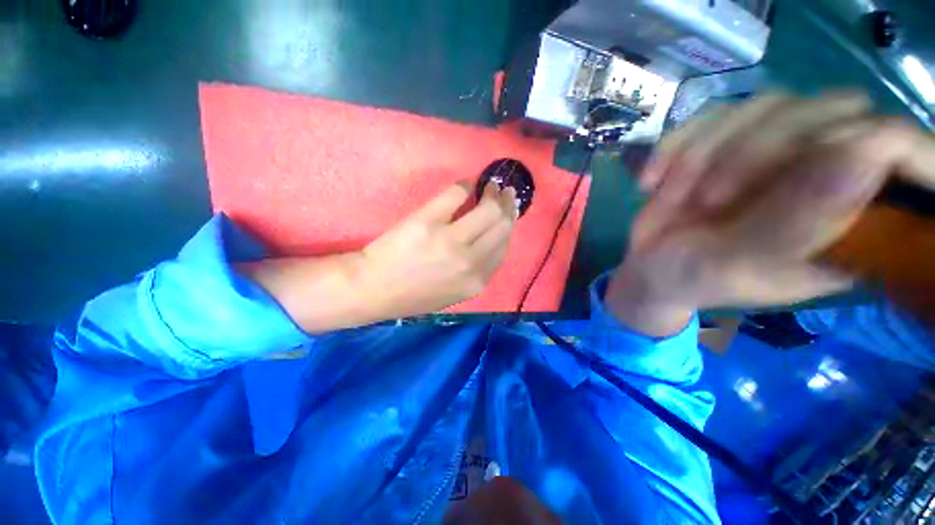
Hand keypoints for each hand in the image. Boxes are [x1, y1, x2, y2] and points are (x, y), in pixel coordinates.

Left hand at [241, 182, 516, 332]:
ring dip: (493, 192)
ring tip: (491, 186)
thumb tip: (493, 237)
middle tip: (504, 193)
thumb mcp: (455, 291)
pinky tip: (466, 185)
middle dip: (507, 205)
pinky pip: (457, 193)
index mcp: (477, 281)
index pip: (504, 245)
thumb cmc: (415, 294)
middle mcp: (470, 261)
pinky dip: (465, 186)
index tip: (509, 212)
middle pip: (501, 224)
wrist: (374, 288)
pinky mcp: (428, 221)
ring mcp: (450, 240)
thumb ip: (479, 269)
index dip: (509, 225)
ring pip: (487, 208)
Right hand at [607, 92, 934, 335]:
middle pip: (829, 110)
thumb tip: (869, 150)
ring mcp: (776, 149)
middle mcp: (827, 170)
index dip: (866, 143)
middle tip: (707, 200)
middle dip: (755, 153)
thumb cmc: (695, 279)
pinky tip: (653, 182)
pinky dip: (674, 147)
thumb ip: (801, 223)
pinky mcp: (730, 140)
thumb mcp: (741, 265)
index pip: (897, 148)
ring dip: (703, 155)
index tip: (794, 177)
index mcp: (853, 217)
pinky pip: (710, 116)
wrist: (651, 268)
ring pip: (764, 105)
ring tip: (674, 199)